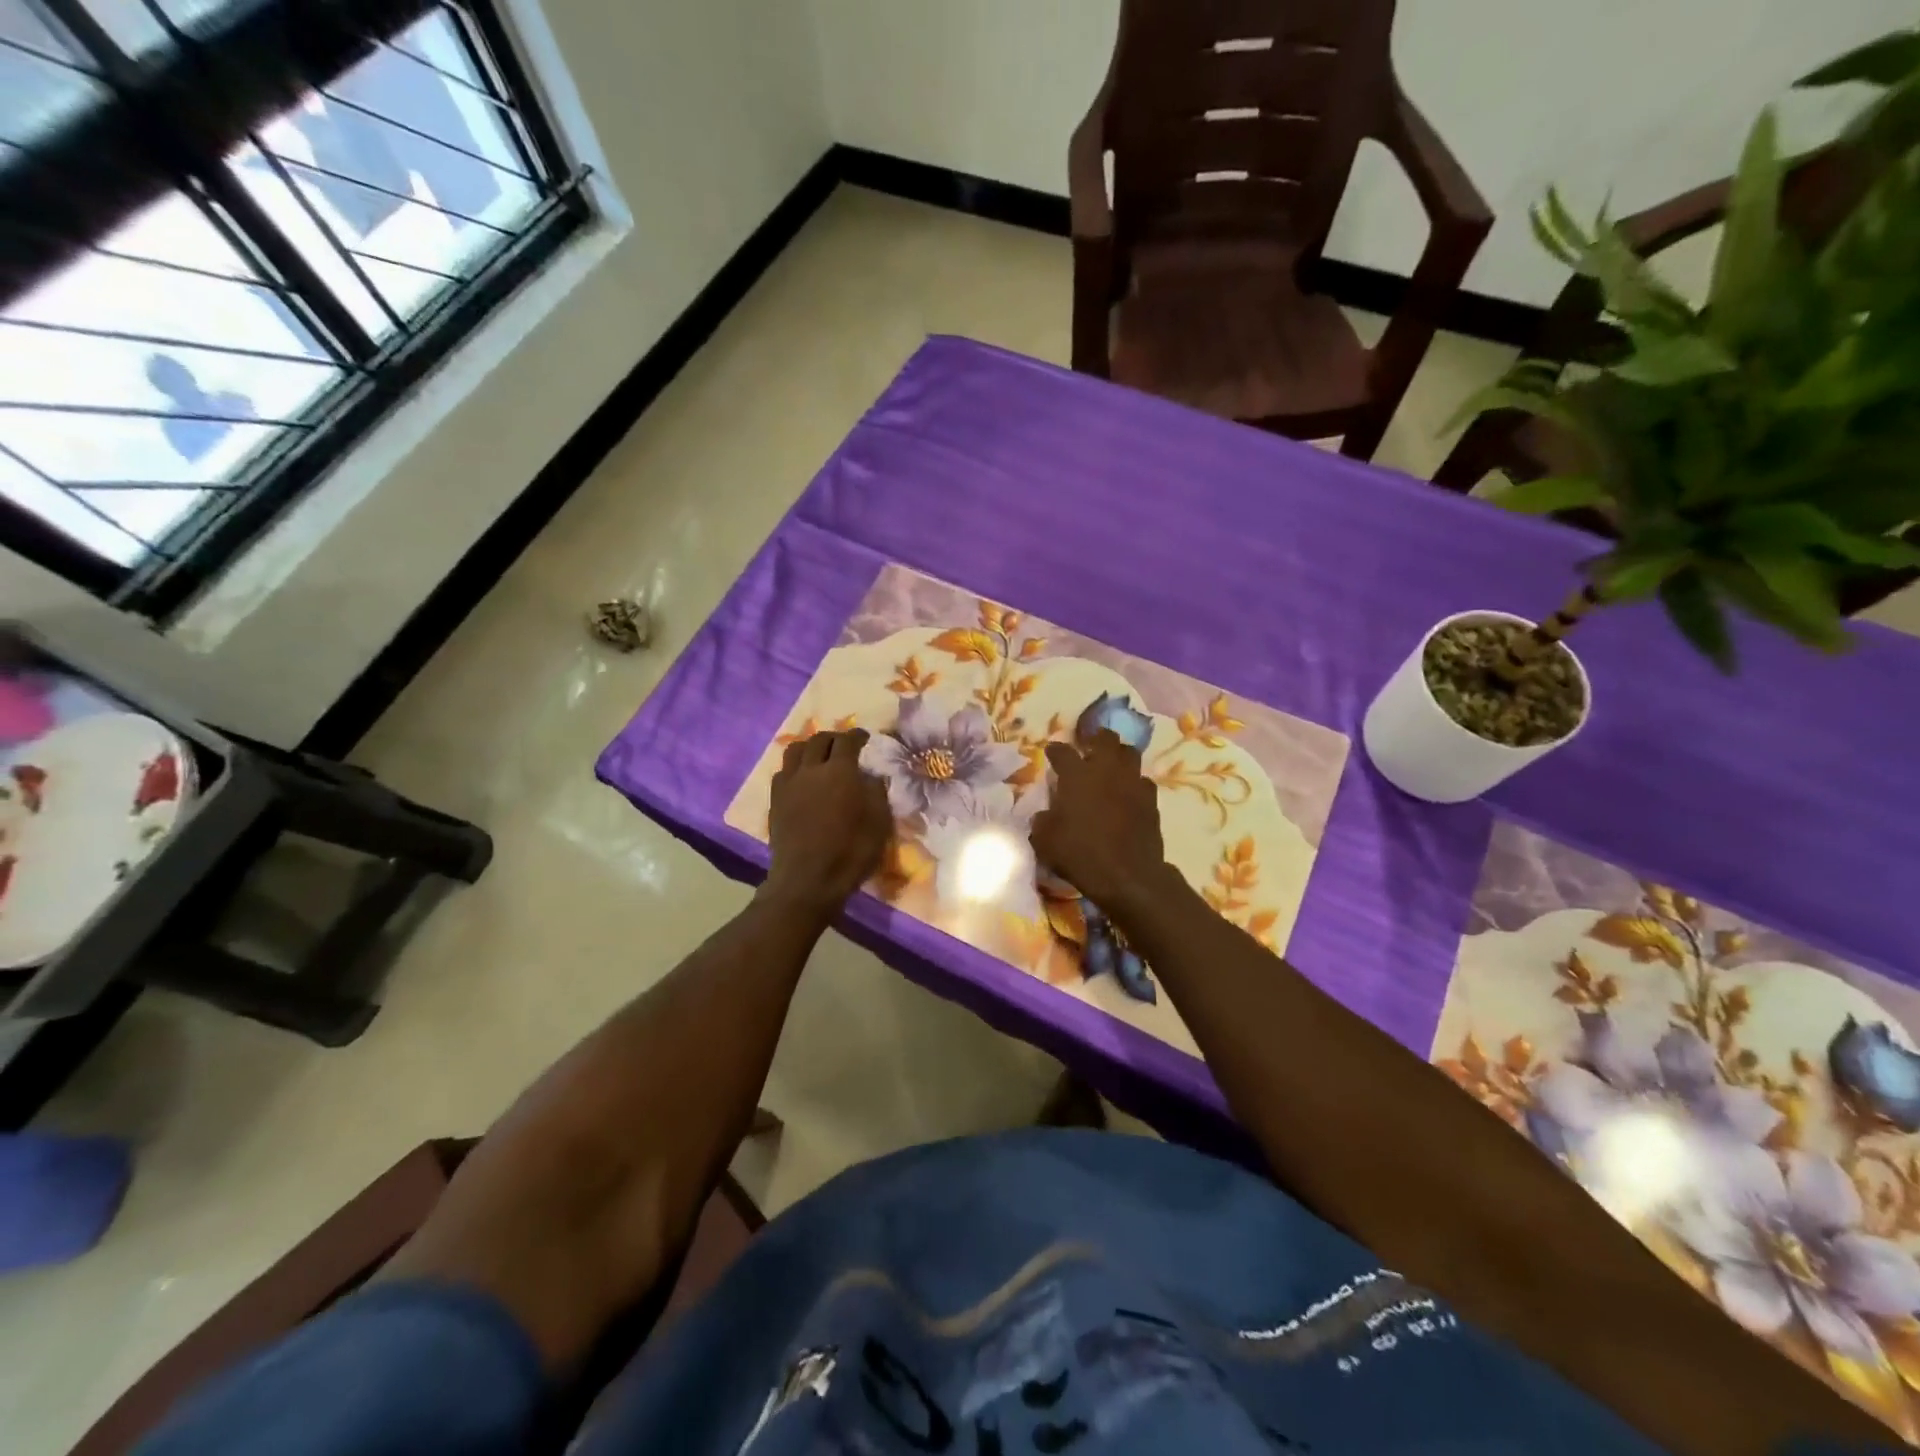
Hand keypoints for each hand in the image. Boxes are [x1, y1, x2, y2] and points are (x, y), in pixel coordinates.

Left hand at [762, 729, 891, 915]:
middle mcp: (811, 769)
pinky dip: (795, 768)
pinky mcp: (775, 801)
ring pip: (795, 750)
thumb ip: (876, 792)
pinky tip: (802, 780)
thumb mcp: (879, 822)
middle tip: (843, 745)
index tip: (864, 738)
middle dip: (833, 738)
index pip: (847, 740)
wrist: (807, 880)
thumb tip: (871, 776)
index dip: (857, 735)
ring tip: (818, 756)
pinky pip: (783, 772)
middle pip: (819, 740)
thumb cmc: (850, 852)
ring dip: (809, 747)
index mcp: (840, 771)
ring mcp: (789, 784)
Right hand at [1030, 731, 1174, 914]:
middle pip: (1105, 738)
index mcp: (1077, 775)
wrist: (1127, 875)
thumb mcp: (1045, 840)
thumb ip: (1042, 821)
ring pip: (1130, 753)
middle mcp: (1106, 770)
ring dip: (1119, 756)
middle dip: (1096, 738)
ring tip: (1111, 766)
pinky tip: (1128, 793)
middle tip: (1088, 747)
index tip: (1052, 752)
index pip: (1062, 752)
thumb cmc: (1080, 854)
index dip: (1055, 750)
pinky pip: (1143, 781)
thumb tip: (1044, 815)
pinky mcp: (1151, 801)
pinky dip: (1134, 783)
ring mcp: (1132, 783)